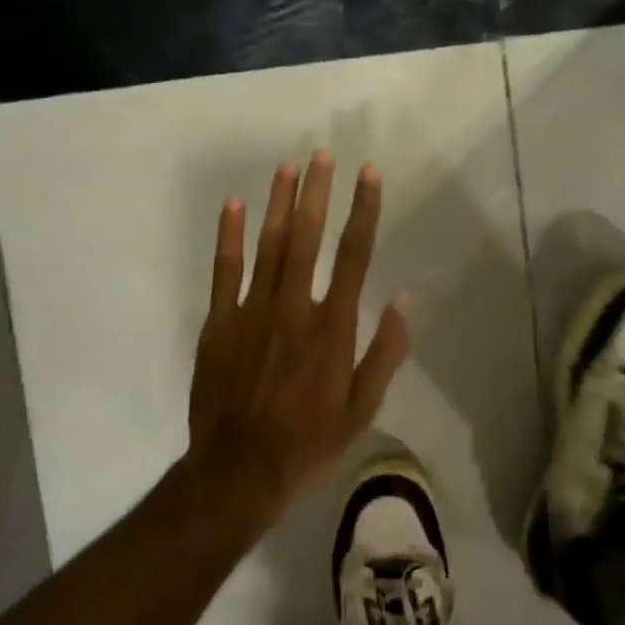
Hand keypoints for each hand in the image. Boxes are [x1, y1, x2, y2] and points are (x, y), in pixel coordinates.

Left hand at [186, 152, 410, 529]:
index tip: (369, 174)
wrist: (239, 470)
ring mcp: (251, 311)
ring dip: (279, 202)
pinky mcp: (219, 323)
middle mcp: (294, 307)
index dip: (363, 210)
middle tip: (323, 154)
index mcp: (332, 327)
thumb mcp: (363, 408)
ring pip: (268, 245)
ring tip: (288, 166)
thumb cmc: (309, 441)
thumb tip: (405, 300)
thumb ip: (385, 352)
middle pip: (307, 237)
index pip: (354, 255)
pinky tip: (235, 205)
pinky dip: (230, 236)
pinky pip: (224, 270)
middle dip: (317, 191)